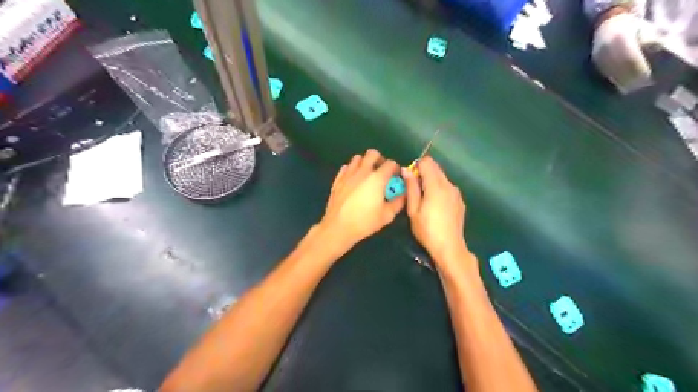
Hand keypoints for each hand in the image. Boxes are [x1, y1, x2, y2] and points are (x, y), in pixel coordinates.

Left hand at [319, 149, 407, 250]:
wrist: (338, 227)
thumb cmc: (365, 222)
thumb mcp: (387, 215)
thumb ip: (398, 202)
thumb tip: (404, 193)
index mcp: (377, 178)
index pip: (391, 163)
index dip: (396, 169)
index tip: (395, 178)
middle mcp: (363, 171)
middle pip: (373, 153)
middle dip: (380, 160)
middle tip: (381, 173)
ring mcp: (348, 174)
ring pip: (357, 158)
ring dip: (364, 163)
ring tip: (367, 176)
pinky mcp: (337, 179)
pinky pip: (346, 167)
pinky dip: (352, 170)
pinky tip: (353, 181)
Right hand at [401, 158, 465, 263]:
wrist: (449, 247)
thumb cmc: (427, 230)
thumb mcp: (413, 210)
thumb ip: (411, 187)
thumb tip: (406, 170)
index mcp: (436, 185)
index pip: (427, 162)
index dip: (417, 167)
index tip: (410, 180)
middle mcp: (449, 185)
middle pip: (436, 168)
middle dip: (424, 173)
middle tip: (415, 191)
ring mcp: (456, 193)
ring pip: (442, 177)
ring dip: (432, 182)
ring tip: (424, 201)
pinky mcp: (460, 200)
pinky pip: (448, 187)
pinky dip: (440, 190)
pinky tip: (436, 207)